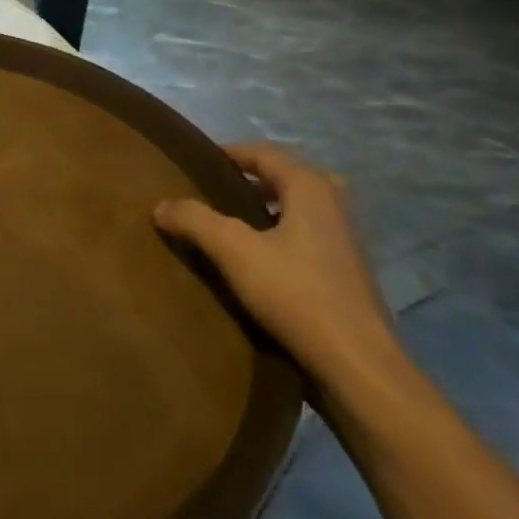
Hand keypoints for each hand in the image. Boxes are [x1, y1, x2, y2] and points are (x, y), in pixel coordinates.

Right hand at [155, 143, 400, 397]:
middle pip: (287, 178)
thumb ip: (195, 220)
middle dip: (252, 180)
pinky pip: (306, 238)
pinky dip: (280, 237)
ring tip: (228, 225)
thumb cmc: (296, 293)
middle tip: (217, 191)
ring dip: (266, 210)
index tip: (198, 161)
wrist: (357, 365)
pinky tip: (256, 262)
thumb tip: (161, 204)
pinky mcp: (346, 274)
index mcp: (311, 188)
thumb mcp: (233, 251)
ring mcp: (345, 242)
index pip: (265, 153)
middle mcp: (334, 206)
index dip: (231, 152)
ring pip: (298, 210)